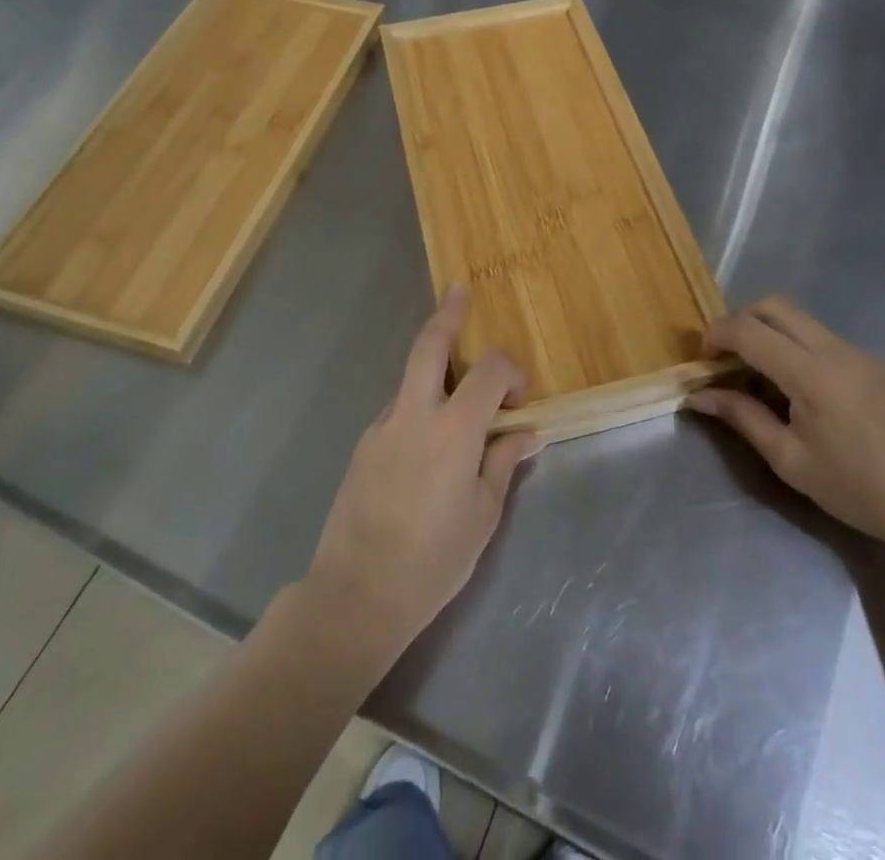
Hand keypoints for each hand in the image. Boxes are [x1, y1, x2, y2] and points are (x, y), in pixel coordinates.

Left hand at [304, 286, 541, 667]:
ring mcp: (382, 426)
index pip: (488, 371)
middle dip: (447, 313)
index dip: (510, 370)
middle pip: (429, 344)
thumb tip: (527, 433)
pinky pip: (398, 411)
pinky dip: (419, 407)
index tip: (520, 396)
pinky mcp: (363, 444)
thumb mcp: (483, 515)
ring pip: (412, 378)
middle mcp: (414, 414)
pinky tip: (429, 447)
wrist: (357, 593)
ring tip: (459, 396)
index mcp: (453, 431)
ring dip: (436, 371)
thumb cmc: (433, 560)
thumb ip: (504, 463)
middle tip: (460, 291)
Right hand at [687, 296, 884, 558]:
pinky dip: (796, 346)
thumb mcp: (789, 460)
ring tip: (760, 376)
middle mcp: (835, 349)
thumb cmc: (857, 490)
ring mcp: (860, 352)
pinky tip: (800, 390)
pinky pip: (823, 338)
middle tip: (727, 358)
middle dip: (740, 321)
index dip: (716, 335)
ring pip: (799, 318)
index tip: (702, 359)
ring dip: (769, 332)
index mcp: (812, 374)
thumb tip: (699, 396)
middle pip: (774, 306)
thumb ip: (742, 417)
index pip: (749, 329)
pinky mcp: (875, 362)